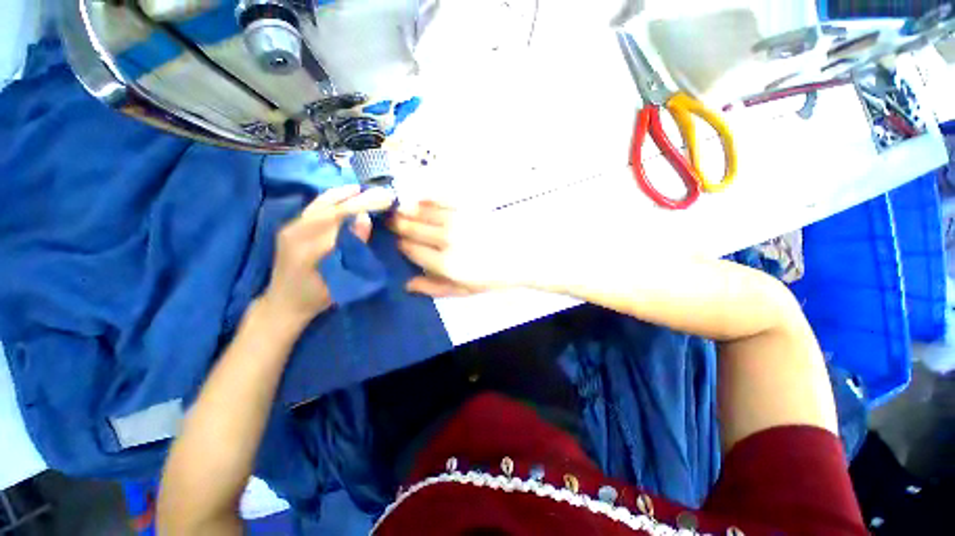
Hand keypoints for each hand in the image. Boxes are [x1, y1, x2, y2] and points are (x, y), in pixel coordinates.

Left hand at [261, 185, 396, 327]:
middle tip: (379, 192)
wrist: (283, 303)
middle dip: (356, 197)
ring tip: (362, 189)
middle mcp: (295, 232)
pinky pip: (313, 208)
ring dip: (342, 194)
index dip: (362, 205)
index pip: (338, 216)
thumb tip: (365, 219)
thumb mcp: (341, 279)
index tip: (384, 199)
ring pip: (319, 203)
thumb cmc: (316, 297)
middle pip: (329, 206)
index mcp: (308, 247)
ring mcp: (290, 228)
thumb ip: (353, 249)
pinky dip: (331, 200)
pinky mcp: (290, 228)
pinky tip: (342, 197)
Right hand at [390, 201, 530, 296]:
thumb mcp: (463, 290)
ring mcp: (457, 221)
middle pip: (411, 227)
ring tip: (397, 208)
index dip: (399, 244)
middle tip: (388, 220)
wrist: (519, 257)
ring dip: (406, 208)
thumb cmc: (490, 277)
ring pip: (422, 210)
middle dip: (396, 224)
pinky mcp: (467, 208)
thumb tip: (407, 284)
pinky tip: (418, 197)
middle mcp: (447, 239)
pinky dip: (425, 196)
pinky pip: (440, 197)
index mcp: (445, 264)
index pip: (410, 249)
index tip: (395, 241)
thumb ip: (433, 288)